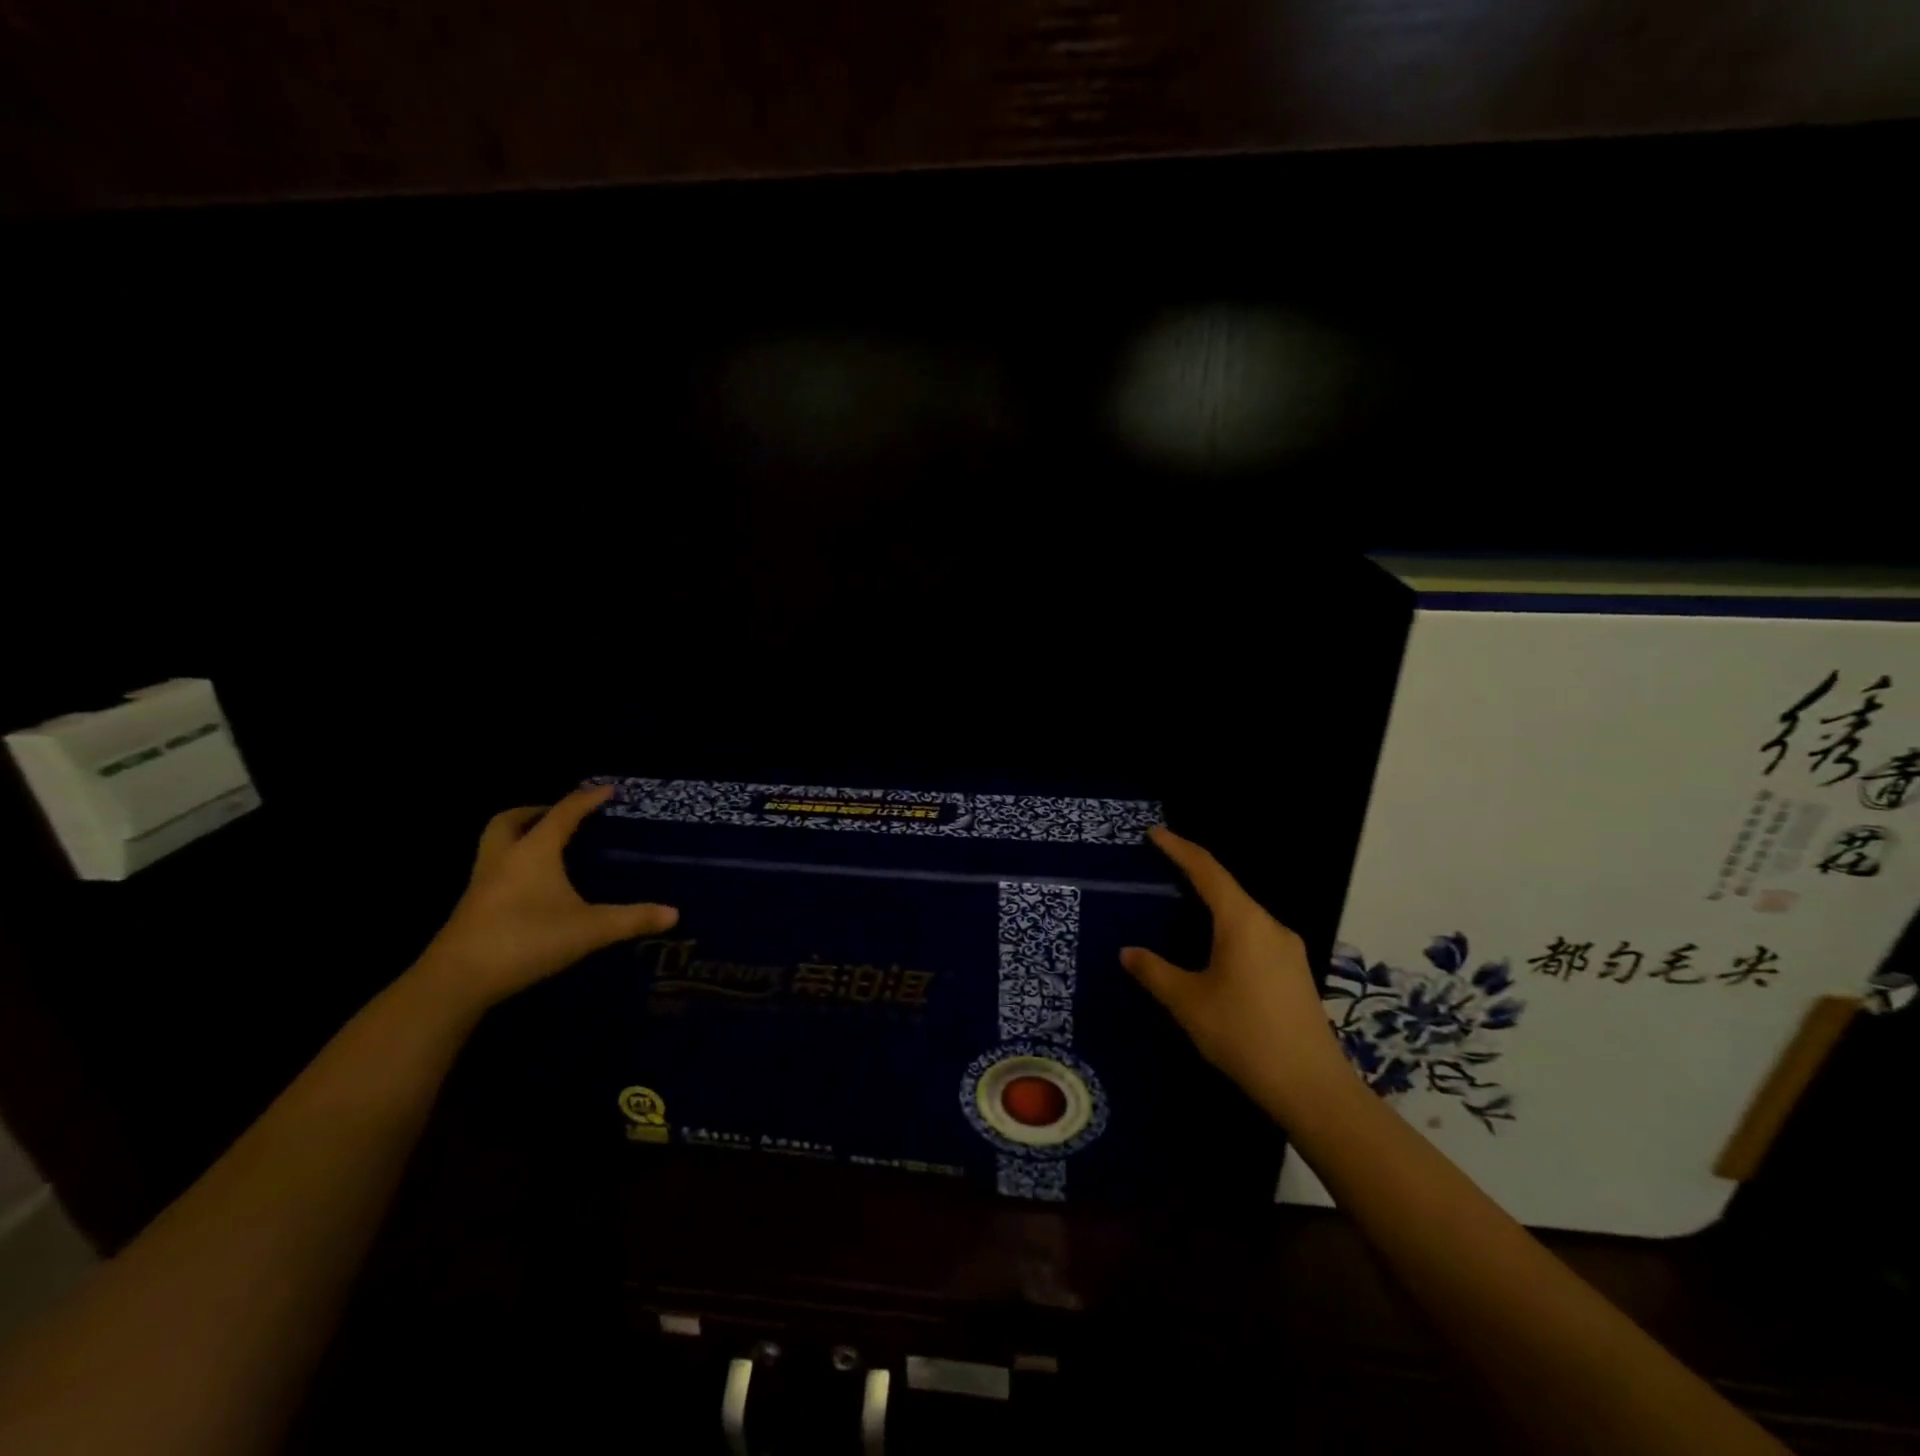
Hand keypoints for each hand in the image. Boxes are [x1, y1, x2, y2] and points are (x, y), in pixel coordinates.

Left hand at [419, 784, 678, 1008]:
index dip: (587, 799)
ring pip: (495, 844)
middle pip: (511, 820)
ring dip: (518, 836)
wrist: (456, 980)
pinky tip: (531, 886)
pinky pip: (492, 870)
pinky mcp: (472, 907)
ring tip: (547, 847)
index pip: (564, 813)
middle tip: (561, 816)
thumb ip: (632, 919)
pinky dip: (512, 865)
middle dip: (535, 811)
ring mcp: (482, 882)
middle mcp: (504, 858)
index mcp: (534, 851)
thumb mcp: (589, 929)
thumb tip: (674, 914)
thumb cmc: (526, 940)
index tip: (608, 790)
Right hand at [1121, 826, 1349, 1118]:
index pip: (1207, 870)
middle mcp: (1270, 925)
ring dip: (1213, 904)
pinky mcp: (1295, 971)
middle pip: (1227, 888)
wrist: (1311, 1087)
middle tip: (1162, 870)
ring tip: (1182, 908)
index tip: (1155, 834)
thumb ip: (1155, 972)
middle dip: (1194, 875)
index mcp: (1243, 922)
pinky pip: (1254, 934)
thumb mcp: (1188, 1003)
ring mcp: (1288, 949)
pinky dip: (1228, 927)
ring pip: (1243, 913)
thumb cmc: (1243, 1035)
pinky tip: (1214, 949)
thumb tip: (1128, 953)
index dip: (1179, 848)